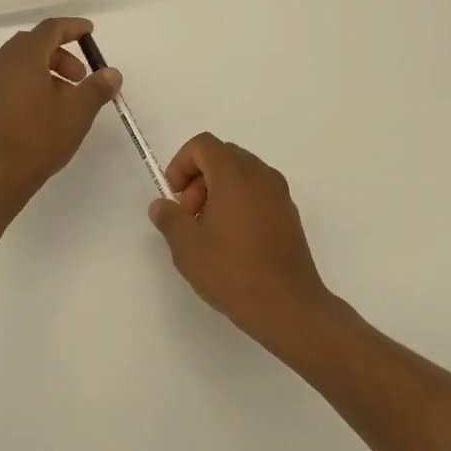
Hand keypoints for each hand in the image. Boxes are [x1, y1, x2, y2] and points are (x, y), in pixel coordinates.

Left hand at [0, 17, 120, 213]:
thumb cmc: (39, 138)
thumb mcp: (77, 113)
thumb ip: (97, 88)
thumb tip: (112, 73)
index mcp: (24, 57)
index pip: (50, 29)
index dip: (73, 27)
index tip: (90, 32)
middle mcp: (2, 63)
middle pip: (34, 43)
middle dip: (61, 53)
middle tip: (81, 77)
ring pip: (21, 62)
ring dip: (46, 69)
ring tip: (66, 97)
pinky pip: (10, 78)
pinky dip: (30, 81)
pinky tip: (44, 108)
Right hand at [148, 134, 337, 349]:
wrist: (288, 306)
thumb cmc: (233, 271)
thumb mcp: (187, 247)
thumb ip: (169, 218)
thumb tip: (162, 206)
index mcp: (235, 174)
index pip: (203, 145)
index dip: (181, 164)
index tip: (174, 197)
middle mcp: (260, 175)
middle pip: (222, 156)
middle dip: (198, 179)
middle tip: (189, 216)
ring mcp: (279, 194)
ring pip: (240, 174)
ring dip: (217, 191)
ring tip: (208, 231)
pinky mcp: (289, 214)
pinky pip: (257, 192)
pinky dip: (238, 202)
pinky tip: (232, 241)